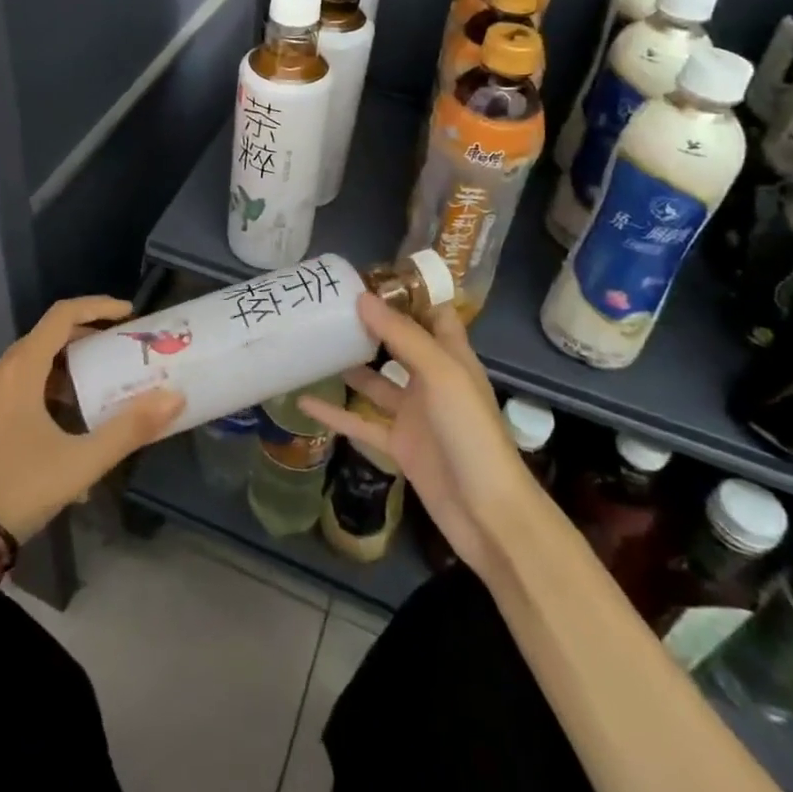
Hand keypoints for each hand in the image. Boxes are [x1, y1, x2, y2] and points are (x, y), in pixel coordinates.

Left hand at [0, 296, 182, 542]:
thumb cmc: (18, 489)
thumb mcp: (80, 461)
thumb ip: (129, 429)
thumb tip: (174, 398)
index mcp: (19, 370)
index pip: (61, 316)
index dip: (97, 307)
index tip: (128, 314)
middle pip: (45, 338)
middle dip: (84, 340)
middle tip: (117, 351)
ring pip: (28, 366)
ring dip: (64, 370)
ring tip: (95, 393)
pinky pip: (14, 389)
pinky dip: (43, 391)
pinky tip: (63, 428)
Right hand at [299, 294, 530, 573]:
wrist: (488, 514)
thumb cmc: (471, 434)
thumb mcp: (441, 375)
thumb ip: (402, 336)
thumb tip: (361, 297)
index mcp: (451, 357)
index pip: (432, 313)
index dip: (405, 294)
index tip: (367, 277)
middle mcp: (432, 381)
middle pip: (398, 344)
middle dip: (369, 325)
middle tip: (329, 305)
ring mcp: (414, 415)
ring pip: (375, 382)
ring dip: (349, 365)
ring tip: (314, 344)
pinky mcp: (399, 445)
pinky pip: (361, 423)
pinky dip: (334, 414)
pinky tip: (304, 402)